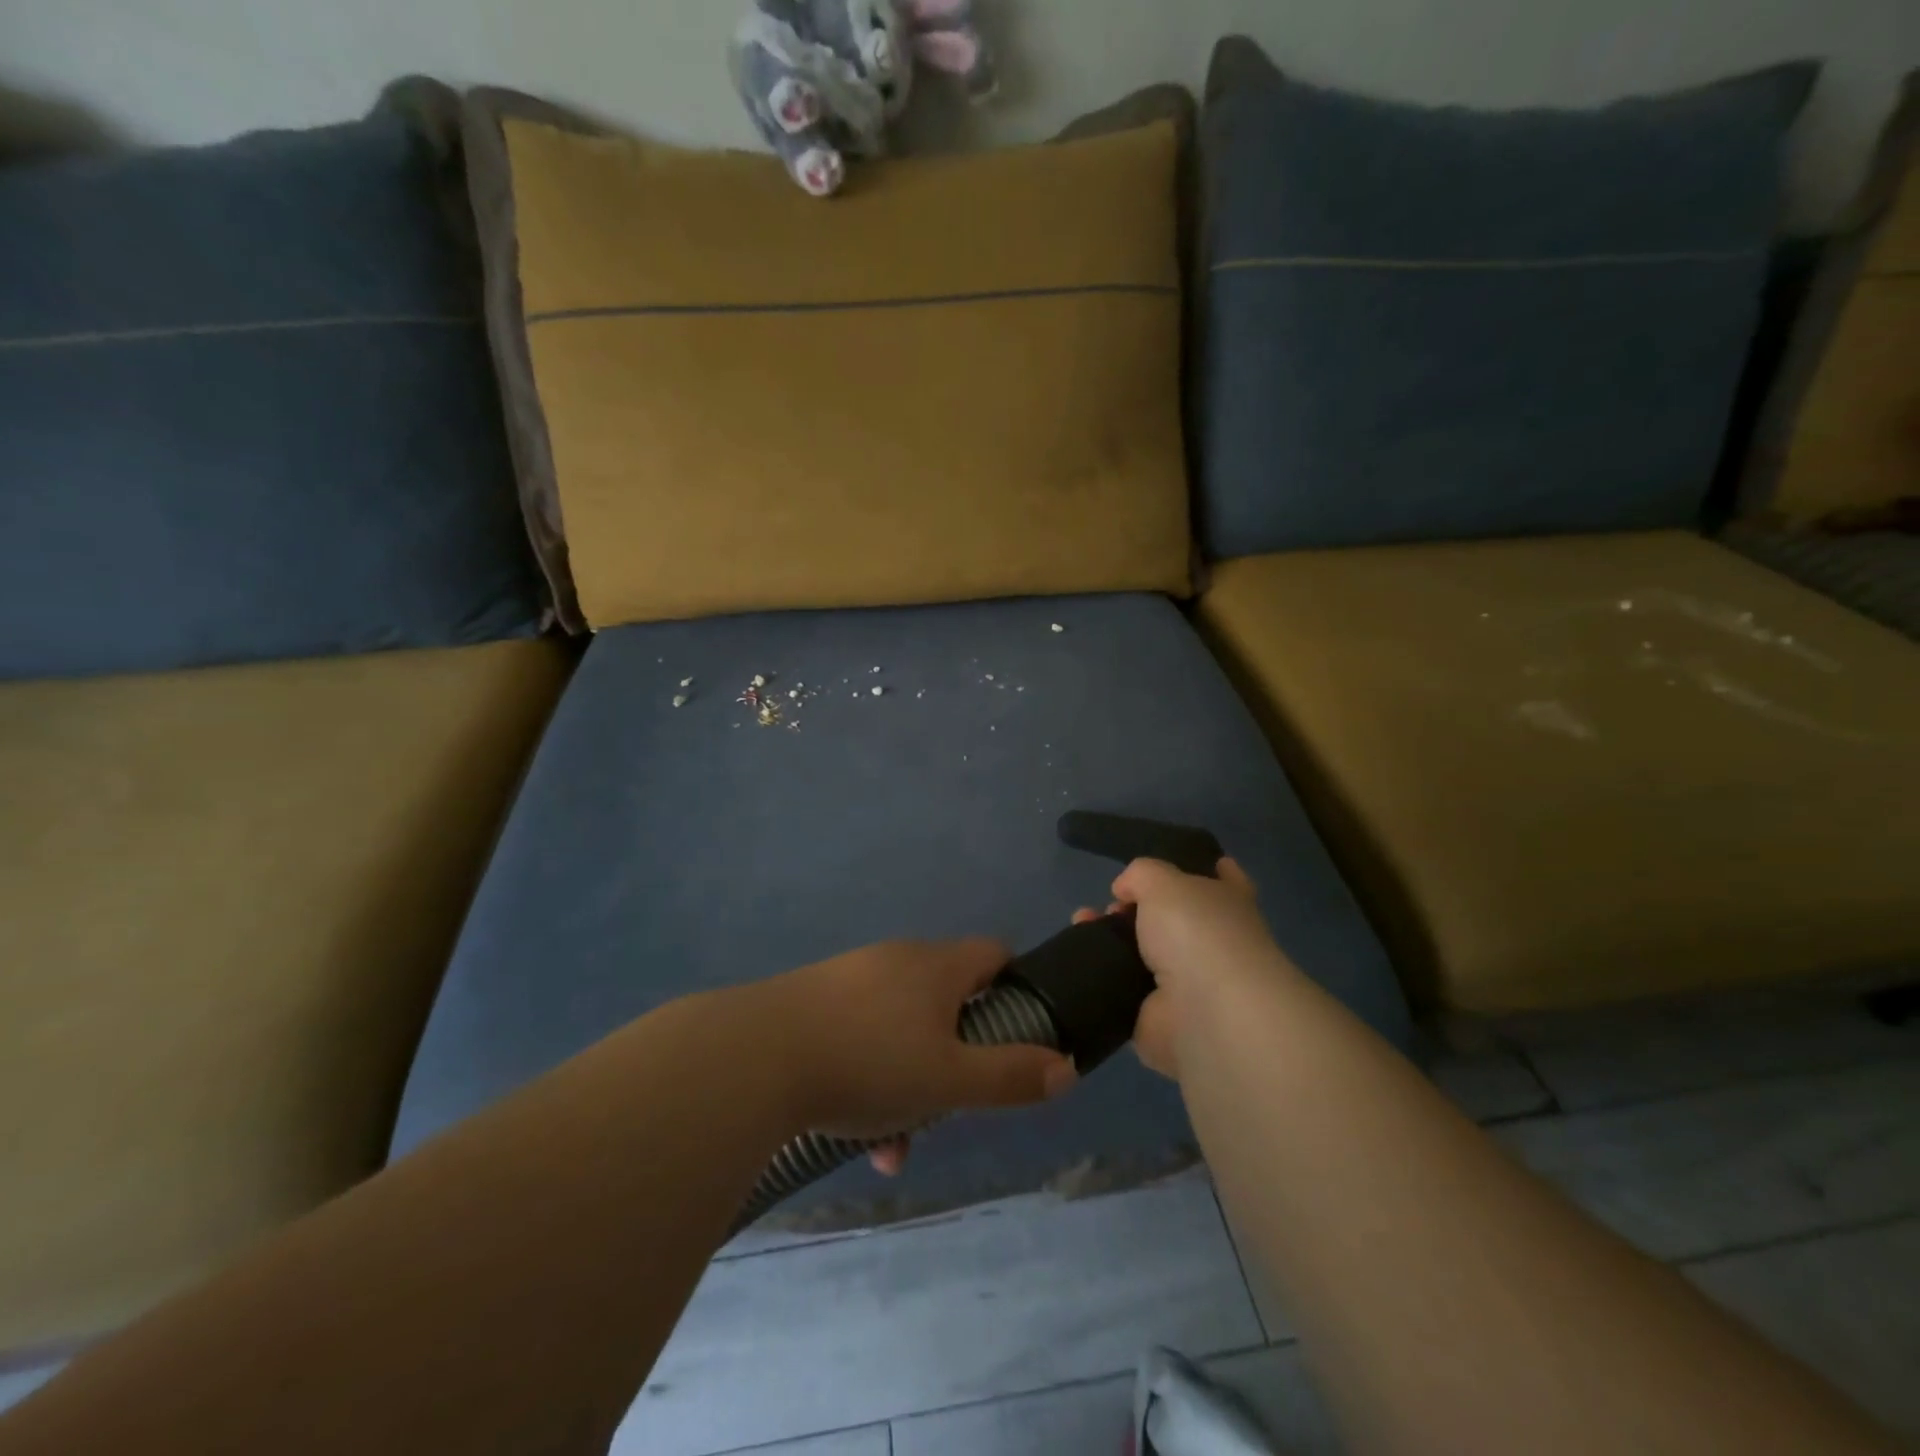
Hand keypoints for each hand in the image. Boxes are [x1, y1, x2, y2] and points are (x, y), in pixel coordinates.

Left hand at [754, 939, 1077, 1167]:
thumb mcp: (949, 1080)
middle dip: (956, 1053)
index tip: (1015, 1035)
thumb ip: (1010, 1075)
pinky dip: (870, 1076)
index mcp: (936, 965)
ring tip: (896, 1143)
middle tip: (952, 1100)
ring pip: (901, 1027)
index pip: (994, 953)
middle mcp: (897, 959)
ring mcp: (851, 977)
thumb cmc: (868, 1062)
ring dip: (910, 1080)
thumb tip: (1065, 1068)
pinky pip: (860, 1036)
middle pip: (947, 997)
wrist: (754, 1057)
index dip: (1014, 988)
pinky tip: (855, 1133)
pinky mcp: (814, 1000)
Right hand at [1074, 857, 1297, 1079]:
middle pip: (1173, 918)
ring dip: (1113, 939)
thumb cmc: (1197, 933)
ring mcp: (1188, 983)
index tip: (1175, 862)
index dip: (1204, 868)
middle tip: (1112, 903)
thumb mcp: (1163, 880)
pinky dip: (1101, 974)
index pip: (1226, 879)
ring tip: (1083, 923)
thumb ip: (1141, 874)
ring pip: (1144, 953)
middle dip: (1138, 908)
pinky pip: (1123, 988)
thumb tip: (1125, 890)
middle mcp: (1213, 943)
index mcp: (1228, 905)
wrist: (1205, 1014)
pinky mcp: (1159, 1017)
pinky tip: (1079, 954)